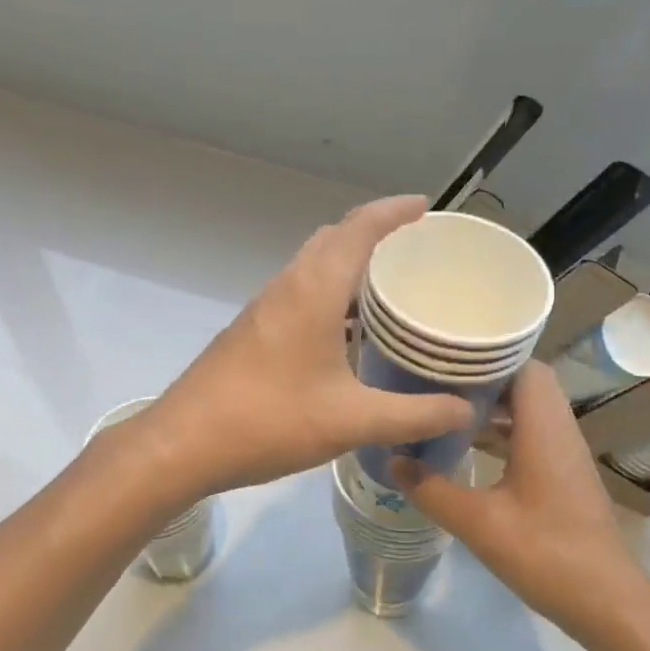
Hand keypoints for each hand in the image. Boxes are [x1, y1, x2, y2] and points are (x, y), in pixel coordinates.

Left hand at [144, 196, 473, 496]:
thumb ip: (413, 415)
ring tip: (389, 285)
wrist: (184, 443)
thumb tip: (465, 409)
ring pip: (312, 265)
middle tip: (415, 249)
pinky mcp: (252, 331)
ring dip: (348, 262)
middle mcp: (287, 287)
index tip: (425, 207)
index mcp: (313, 290)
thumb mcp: (351, 421)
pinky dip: (329, 291)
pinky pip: (300, 292)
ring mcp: (264, 308)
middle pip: (333, 238)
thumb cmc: (269, 421)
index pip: (358, 229)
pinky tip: (347, 330)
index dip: (393, 211)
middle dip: (373, 232)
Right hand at [397, 360, 649, 643]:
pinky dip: (503, 432)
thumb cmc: (545, 553)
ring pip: (528, 411)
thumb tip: (392, 462)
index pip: (524, 366)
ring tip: (445, 408)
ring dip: (492, 407)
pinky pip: (532, 435)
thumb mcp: (478, 523)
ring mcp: (565, 455)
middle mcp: (559, 431)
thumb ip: (431, 490)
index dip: (488, 355)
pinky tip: (470, 450)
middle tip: (437, 381)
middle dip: (483, 379)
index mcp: (543, 429)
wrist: (608, 602)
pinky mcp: (564, 476)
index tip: (446, 358)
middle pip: (525, 384)